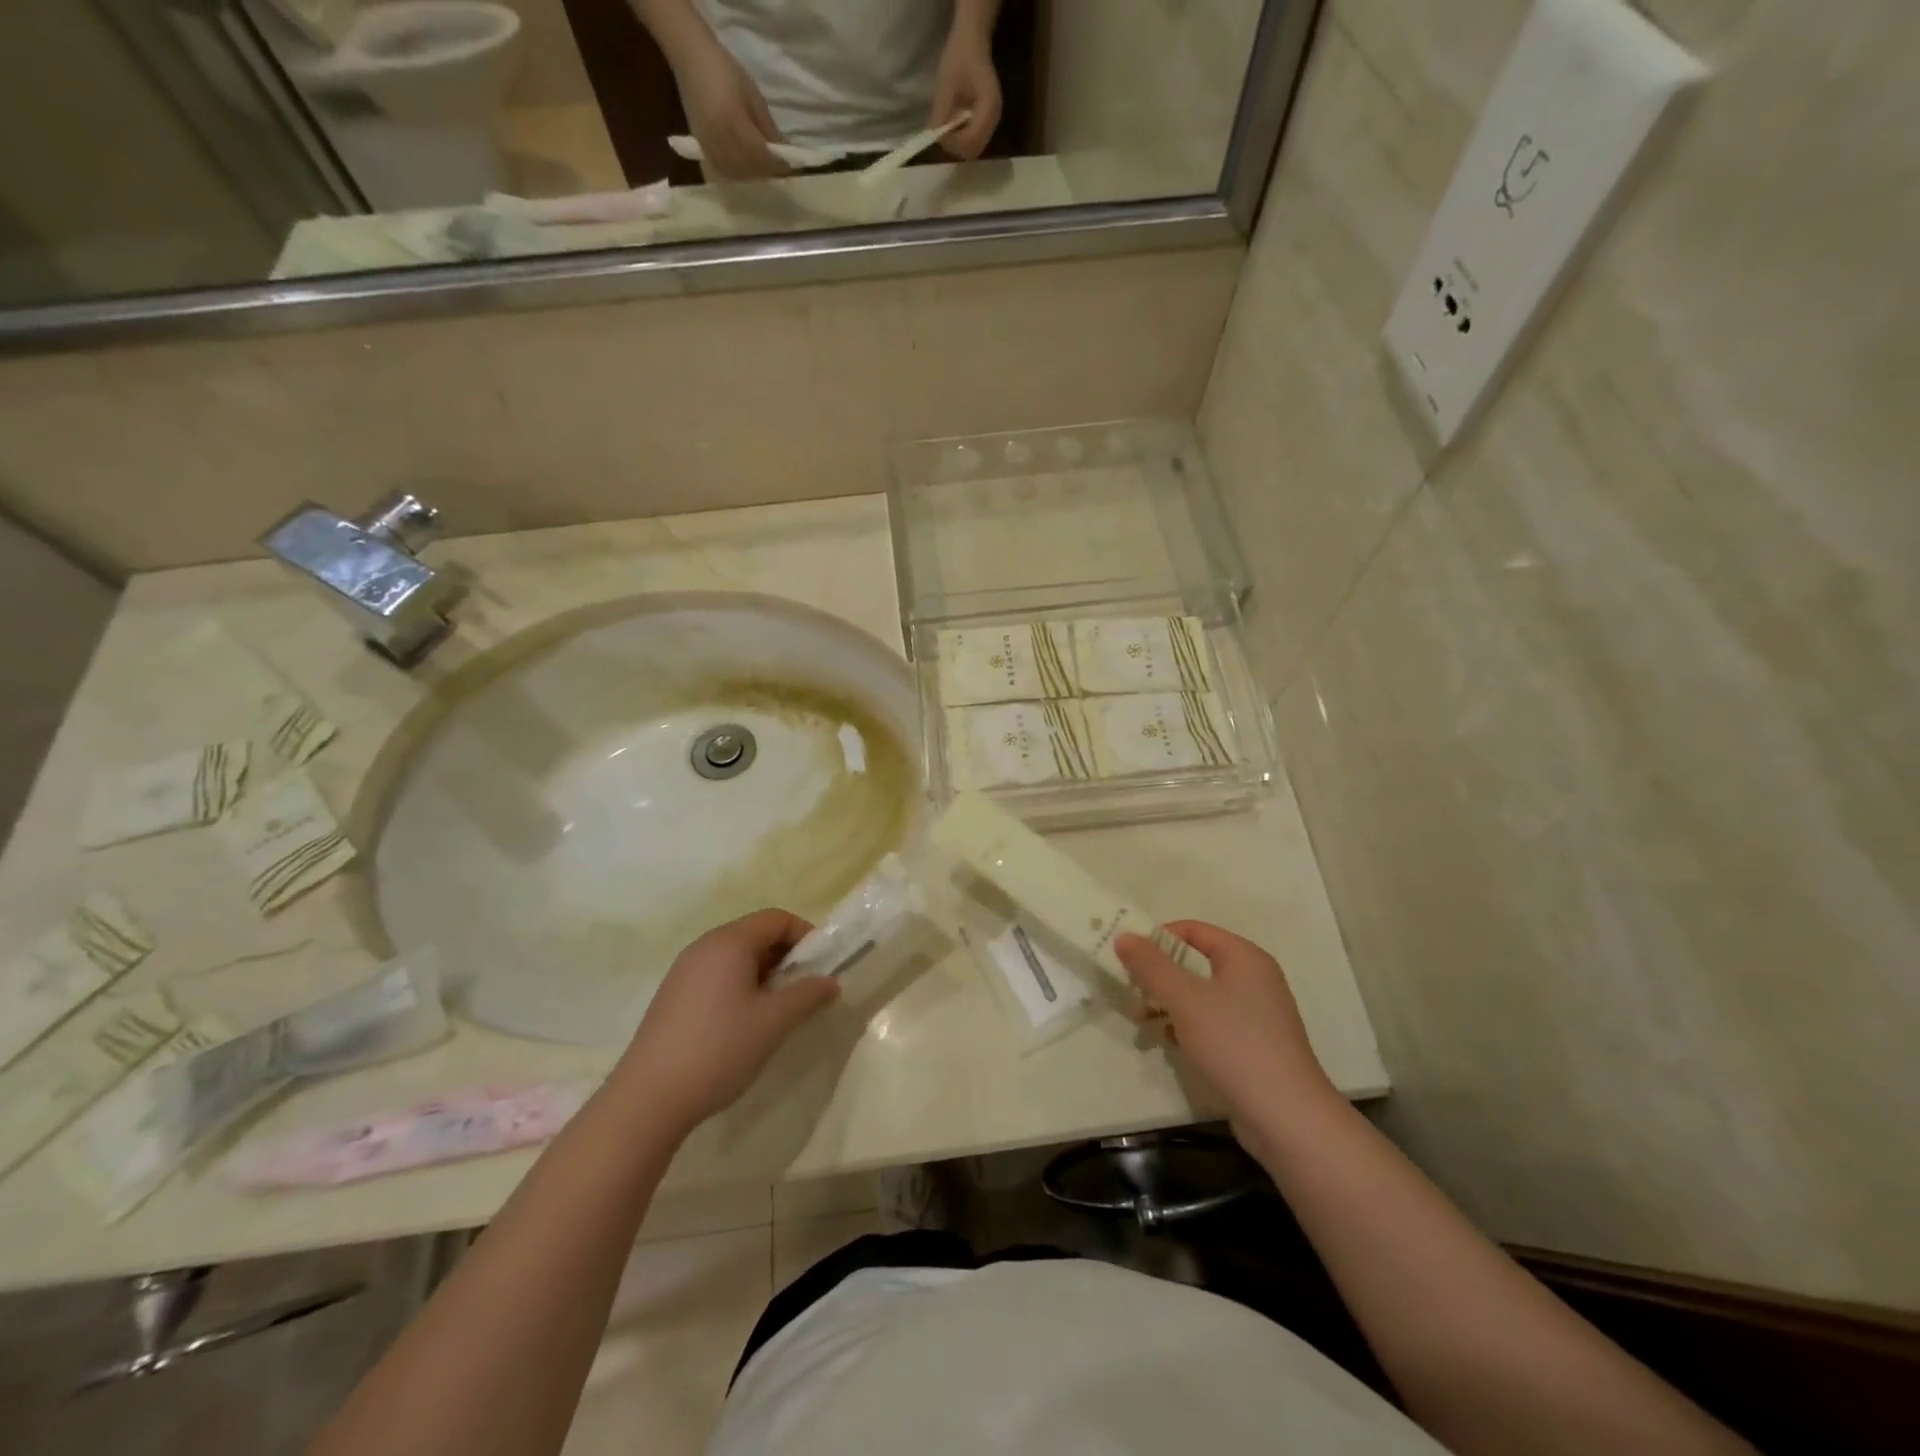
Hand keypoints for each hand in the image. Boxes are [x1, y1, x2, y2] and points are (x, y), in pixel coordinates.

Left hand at [613, 910, 837, 1137]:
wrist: (648, 1099)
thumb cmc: (719, 1049)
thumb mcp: (774, 1022)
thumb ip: (808, 995)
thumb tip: (830, 981)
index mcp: (729, 942)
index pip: (777, 918)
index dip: (805, 935)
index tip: (822, 966)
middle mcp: (704, 946)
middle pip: (755, 934)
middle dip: (786, 956)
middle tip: (805, 989)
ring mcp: (684, 971)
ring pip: (736, 957)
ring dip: (765, 973)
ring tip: (778, 1009)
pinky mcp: (673, 995)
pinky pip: (717, 975)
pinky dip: (740, 985)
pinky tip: (744, 1022)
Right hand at [674, 34, 787, 178]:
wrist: (691, 57)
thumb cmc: (725, 71)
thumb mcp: (754, 97)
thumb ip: (769, 130)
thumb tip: (785, 154)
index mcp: (734, 124)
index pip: (762, 156)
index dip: (778, 165)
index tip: (792, 168)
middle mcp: (720, 141)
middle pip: (751, 169)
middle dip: (767, 172)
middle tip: (780, 170)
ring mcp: (709, 148)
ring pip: (738, 175)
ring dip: (754, 176)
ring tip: (765, 170)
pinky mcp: (702, 149)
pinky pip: (723, 172)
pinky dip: (738, 175)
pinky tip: (746, 170)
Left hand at [930, 31, 1000, 158]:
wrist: (972, 41)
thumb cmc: (960, 56)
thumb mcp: (946, 83)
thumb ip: (941, 112)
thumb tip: (935, 136)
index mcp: (989, 106)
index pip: (972, 140)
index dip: (954, 142)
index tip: (940, 131)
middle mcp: (995, 118)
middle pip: (974, 149)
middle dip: (956, 146)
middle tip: (943, 132)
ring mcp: (993, 121)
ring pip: (975, 148)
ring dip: (959, 144)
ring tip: (948, 127)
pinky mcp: (988, 121)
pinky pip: (975, 140)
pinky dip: (963, 138)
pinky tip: (955, 125)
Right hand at [1115, 922, 1337, 1132]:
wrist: (1287, 1118)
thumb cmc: (1235, 1044)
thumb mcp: (1185, 999)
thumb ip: (1151, 966)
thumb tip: (1124, 935)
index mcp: (1244, 957)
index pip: (1193, 930)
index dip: (1158, 938)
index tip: (1127, 957)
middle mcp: (1253, 979)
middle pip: (1195, 963)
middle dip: (1158, 975)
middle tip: (1129, 990)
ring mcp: (1255, 1015)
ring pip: (1200, 996)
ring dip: (1167, 1003)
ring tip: (1140, 1021)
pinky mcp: (1251, 1046)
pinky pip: (1211, 1023)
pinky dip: (1186, 1027)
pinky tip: (1167, 1043)